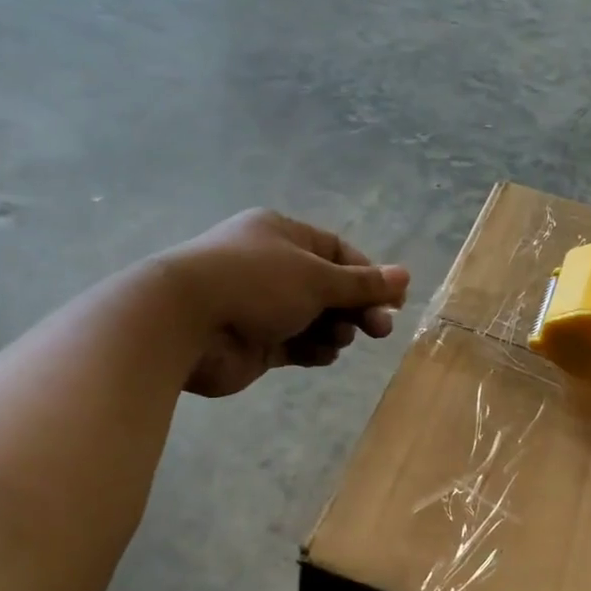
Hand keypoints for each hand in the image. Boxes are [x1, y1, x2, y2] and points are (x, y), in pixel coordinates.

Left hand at [156, 210, 409, 397]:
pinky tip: (321, 355)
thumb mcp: (317, 278)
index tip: (394, 301)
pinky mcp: (255, 343)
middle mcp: (273, 267)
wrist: (185, 322)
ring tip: (337, 339)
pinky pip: (296, 345)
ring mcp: (262, 307)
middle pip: (329, 288)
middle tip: (380, 330)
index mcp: (283, 235)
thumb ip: (362, 283)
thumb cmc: (255, 283)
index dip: (368, 276)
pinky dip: (313, 350)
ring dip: (335, 330)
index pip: (338, 252)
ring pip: (315, 319)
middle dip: (356, 308)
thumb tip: (405, 276)